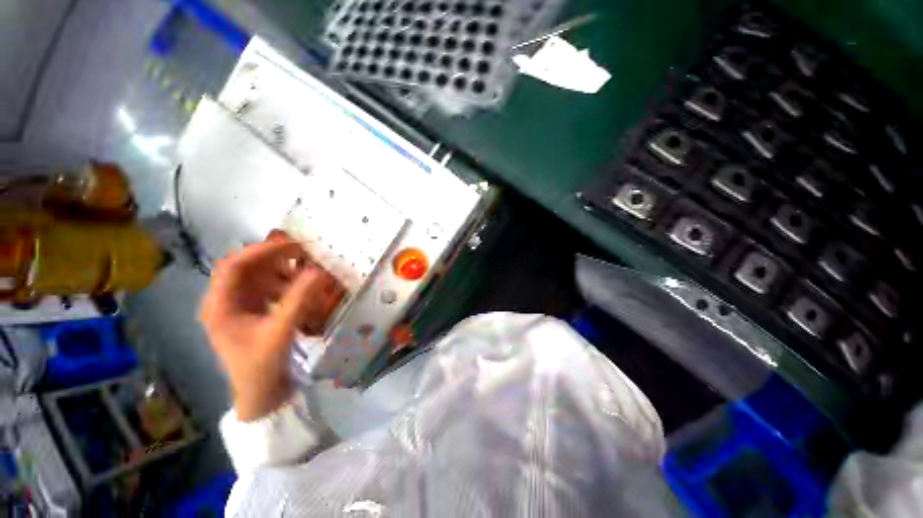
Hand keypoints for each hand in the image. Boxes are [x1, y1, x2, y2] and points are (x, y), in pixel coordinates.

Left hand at [200, 236, 343, 420]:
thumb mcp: (280, 332)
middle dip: (276, 261)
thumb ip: (299, 299)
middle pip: (248, 269)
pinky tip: (304, 293)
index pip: (235, 266)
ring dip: (285, 275)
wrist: (262, 396)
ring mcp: (240, 308)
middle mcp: (226, 302)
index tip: (293, 245)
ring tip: (308, 278)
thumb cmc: (261, 366)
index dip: (262, 251)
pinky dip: (288, 287)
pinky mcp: (255, 314)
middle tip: (305, 255)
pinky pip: (271, 291)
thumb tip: (318, 270)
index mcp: (220, 306)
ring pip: (261, 279)